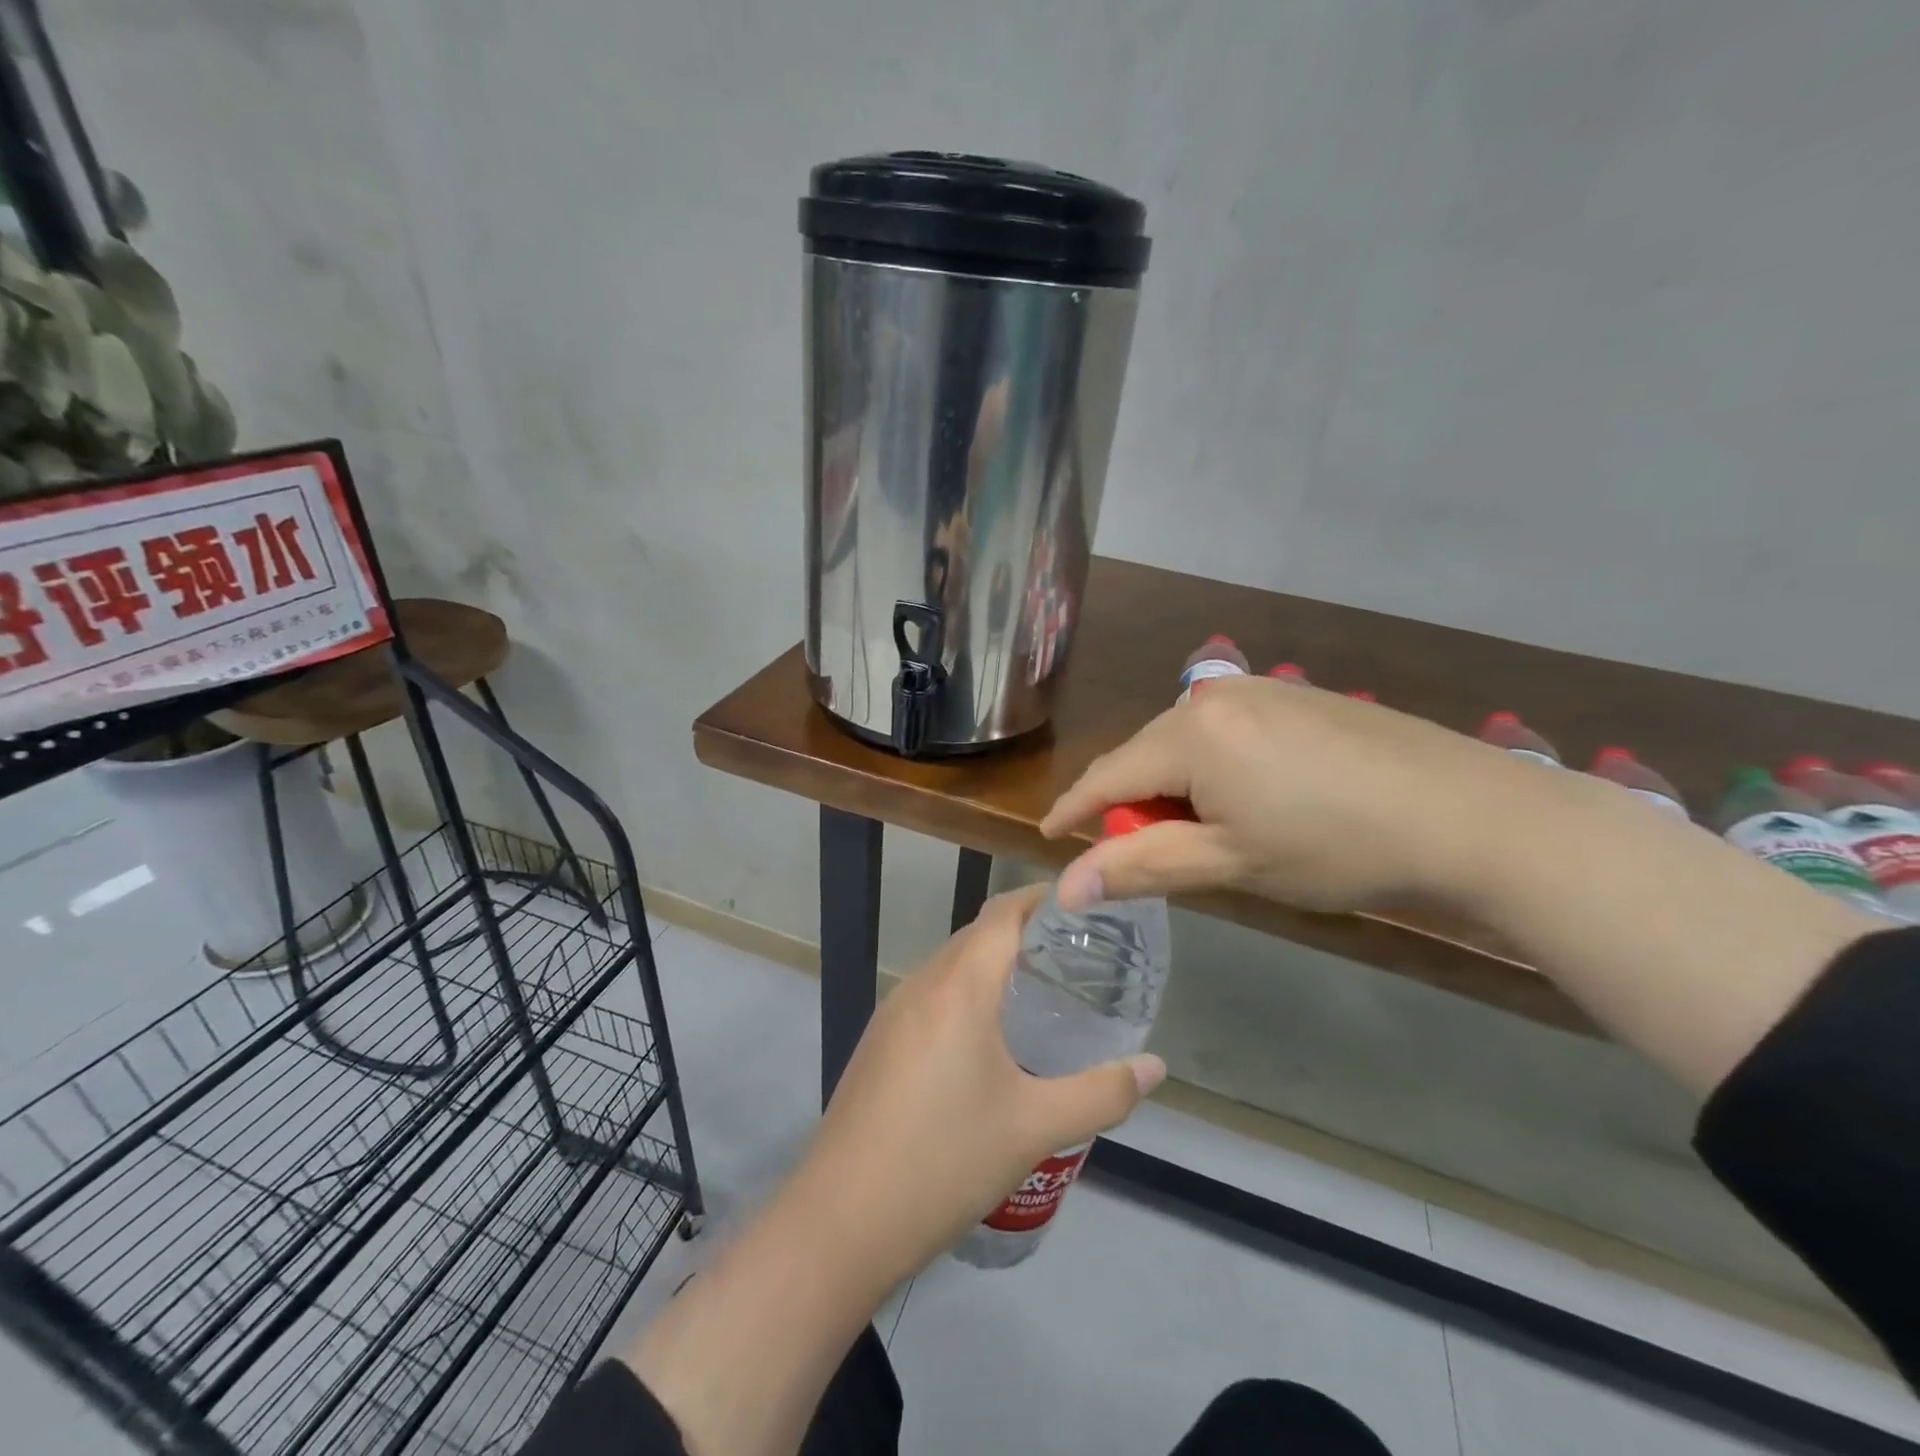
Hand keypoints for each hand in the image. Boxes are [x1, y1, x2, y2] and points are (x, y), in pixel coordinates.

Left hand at [784, 884, 1165, 1285]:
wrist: (842, 1219)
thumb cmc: (946, 1161)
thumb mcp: (1035, 1128)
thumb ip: (1102, 1093)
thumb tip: (1155, 1067)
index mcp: (959, 986)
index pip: (1003, 914)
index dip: (1041, 900)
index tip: (1084, 911)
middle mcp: (922, 984)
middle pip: (977, 935)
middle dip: (1024, 935)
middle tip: (1076, 960)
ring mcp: (893, 1012)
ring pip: (951, 966)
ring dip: (992, 966)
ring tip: (1040, 996)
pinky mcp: (879, 1041)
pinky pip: (931, 995)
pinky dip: (966, 994)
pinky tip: (988, 1040)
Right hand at [1041, 675, 1528, 915]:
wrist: (1470, 815)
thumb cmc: (1336, 847)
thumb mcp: (1229, 863)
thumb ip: (1140, 866)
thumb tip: (1065, 887)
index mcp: (1190, 732)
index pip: (1107, 774)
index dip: (1074, 810)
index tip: (1051, 838)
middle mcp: (1214, 695)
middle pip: (1145, 755)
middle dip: (1135, 803)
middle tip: (1148, 854)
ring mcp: (1261, 689)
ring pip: (1186, 743)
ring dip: (1178, 787)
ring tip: (1210, 833)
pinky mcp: (1296, 695)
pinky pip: (1226, 731)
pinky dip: (1215, 768)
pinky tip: (1254, 799)